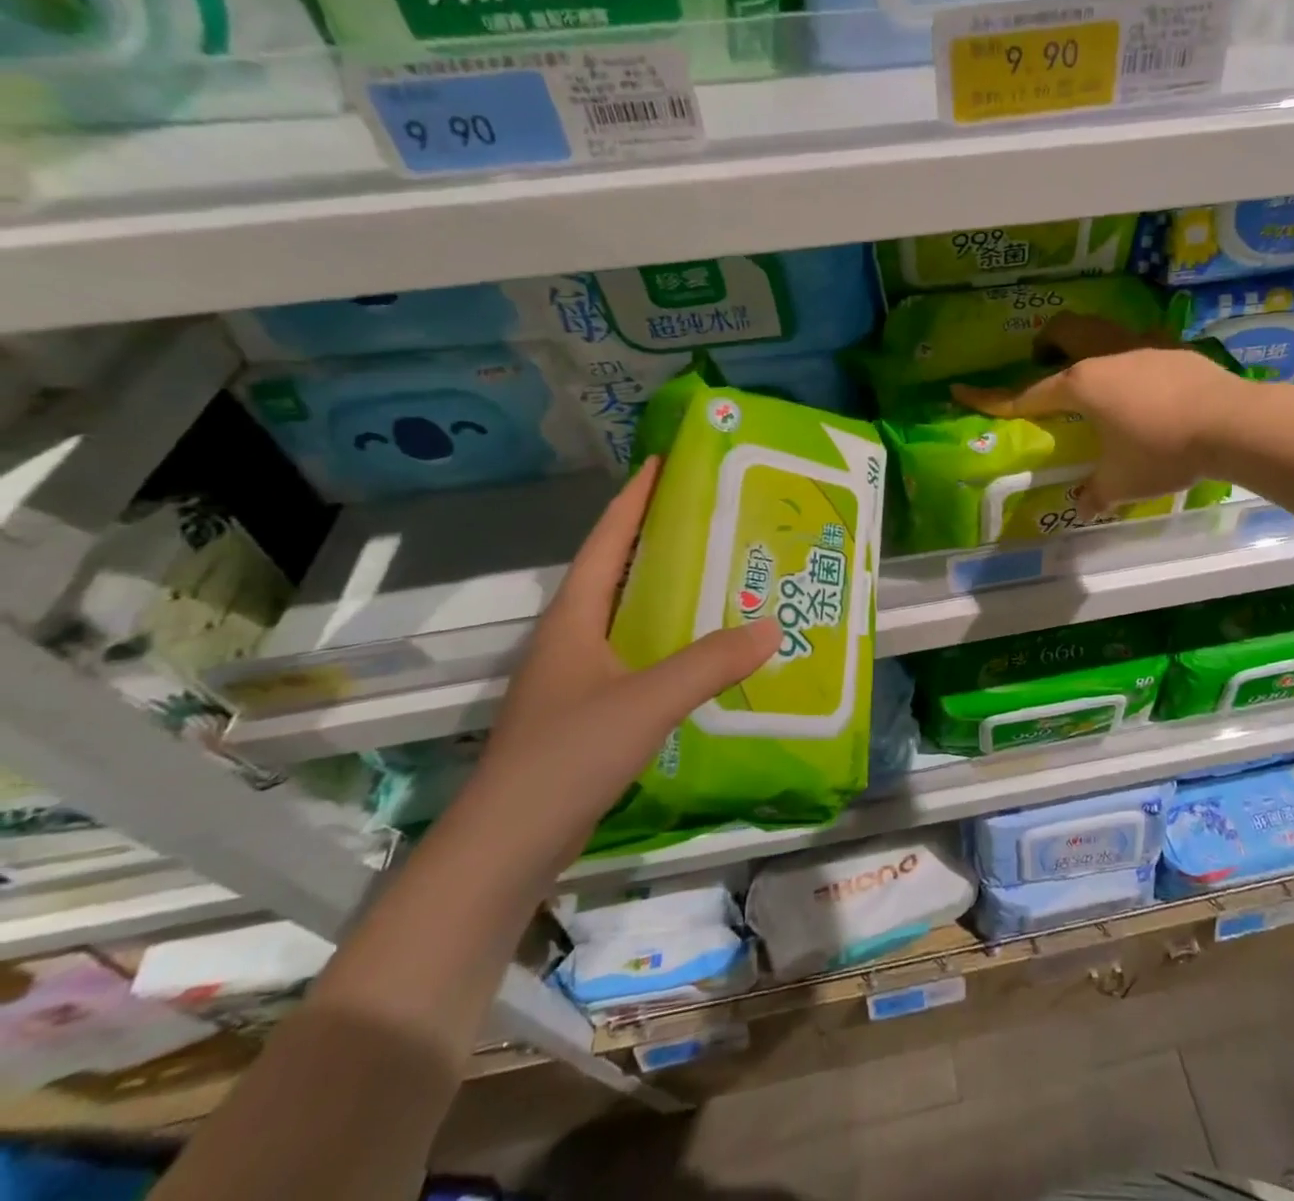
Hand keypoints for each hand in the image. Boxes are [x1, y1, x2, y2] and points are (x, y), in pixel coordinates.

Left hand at [465, 459, 778, 866]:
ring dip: (664, 592)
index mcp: (573, 618)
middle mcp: (571, 638)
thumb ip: (709, 663)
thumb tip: (771, 627)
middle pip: (616, 572)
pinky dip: (667, 641)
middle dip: (657, 539)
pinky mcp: (586, 713)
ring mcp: (575, 678)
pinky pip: (634, 657)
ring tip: (717, 575)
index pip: (606, 541)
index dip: (634, 500)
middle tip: (711, 517)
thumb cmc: (567, 756)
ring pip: (626, 616)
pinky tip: (700, 652)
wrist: (505, 848)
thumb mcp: (646, 702)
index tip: (663, 463)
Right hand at [953, 314, 1246, 515]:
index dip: (991, 398)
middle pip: (1063, 333)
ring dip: (1086, 342)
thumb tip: (1081, 506)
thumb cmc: (1162, 451)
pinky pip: (1138, 342)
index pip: (1025, 393)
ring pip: (1101, 329)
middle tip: (1044, 366)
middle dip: (1045, 344)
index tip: (961, 391)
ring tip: (1093, 371)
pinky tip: (1142, 381)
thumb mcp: (1122, 482)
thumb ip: (1095, 494)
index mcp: (1080, 384)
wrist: (1232, 423)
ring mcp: (1142, 345)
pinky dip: (1126, 355)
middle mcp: (1105, 355)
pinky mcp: (1174, 348)